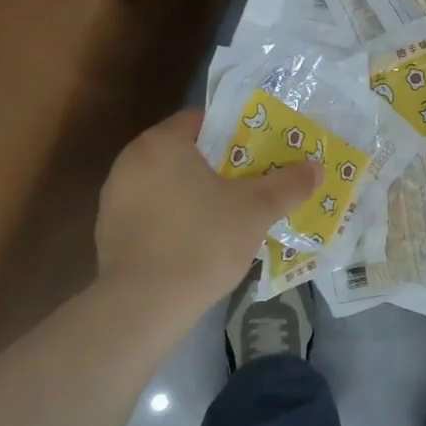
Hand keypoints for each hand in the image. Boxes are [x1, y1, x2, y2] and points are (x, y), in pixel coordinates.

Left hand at [93, 110, 317, 344]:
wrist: (144, 305)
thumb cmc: (202, 241)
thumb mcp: (256, 210)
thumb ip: (288, 185)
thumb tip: (316, 168)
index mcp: (161, 143)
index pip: (201, 120)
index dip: (234, 131)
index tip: (259, 149)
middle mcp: (130, 161)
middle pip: (184, 152)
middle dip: (217, 165)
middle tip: (252, 180)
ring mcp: (115, 198)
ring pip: (166, 184)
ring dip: (194, 193)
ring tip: (230, 213)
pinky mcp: (109, 233)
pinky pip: (151, 213)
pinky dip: (174, 219)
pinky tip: (199, 242)